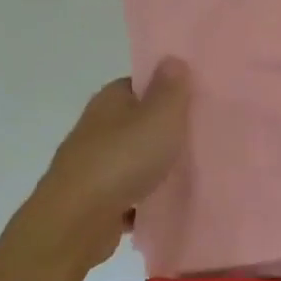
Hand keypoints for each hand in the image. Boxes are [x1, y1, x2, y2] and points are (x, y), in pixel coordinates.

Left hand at [23, 58, 190, 261]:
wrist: (77, 221)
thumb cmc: (123, 160)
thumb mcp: (160, 116)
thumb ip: (171, 89)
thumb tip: (172, 58)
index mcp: (110, 101)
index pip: (140, 85)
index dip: (168, 90)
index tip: (197, 101)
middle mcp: (98, 128)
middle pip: (138, 122)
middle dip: (165, 130)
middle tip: (203, 136)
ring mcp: (94, 165)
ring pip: (134, 159)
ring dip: (156, 167)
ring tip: (194, 172)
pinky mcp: (96, 200)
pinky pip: (129, 194)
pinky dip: (146, 198)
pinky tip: (169, 204)